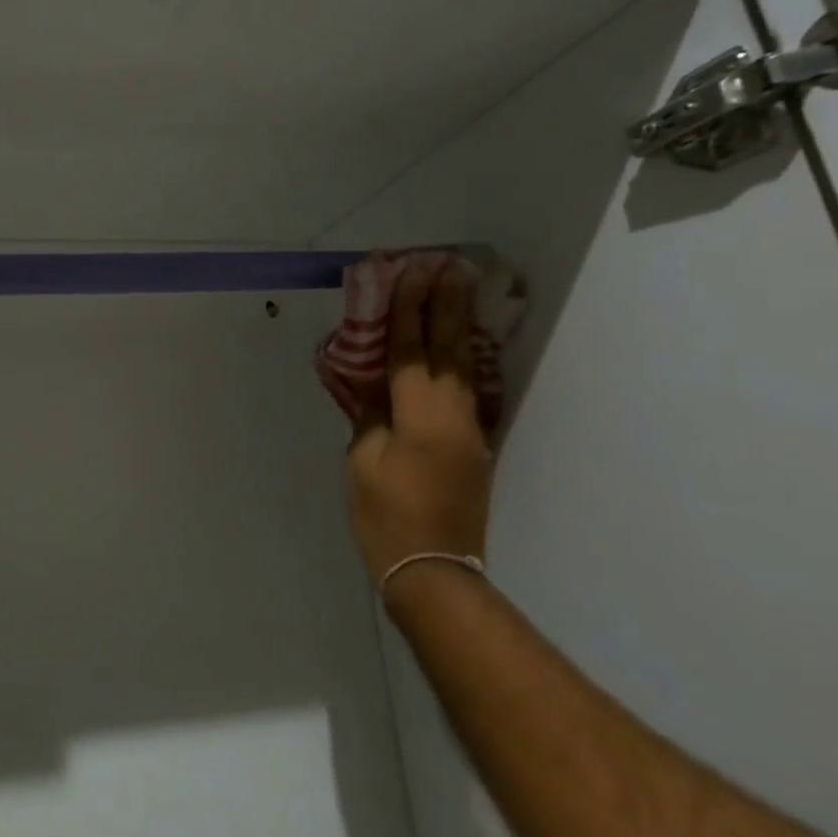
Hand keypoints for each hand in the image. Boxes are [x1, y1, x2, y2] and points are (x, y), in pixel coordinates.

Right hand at [346, 263, 492, 592]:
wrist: (432, 569)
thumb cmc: (385, 515)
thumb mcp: (363, 462)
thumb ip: (370, 418)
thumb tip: (375, 390)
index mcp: (420, 415)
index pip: (411, 350)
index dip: (407, 311)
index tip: (410, 273)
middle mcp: (454, 414)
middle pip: (449, 349)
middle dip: (445, 306)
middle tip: (448, 267)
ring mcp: (470, 431)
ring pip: (466, 368)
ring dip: (458, 328)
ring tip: (458, 295)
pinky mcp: (474, 447)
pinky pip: (470, 392)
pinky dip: (462, 362)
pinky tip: (459, 349)